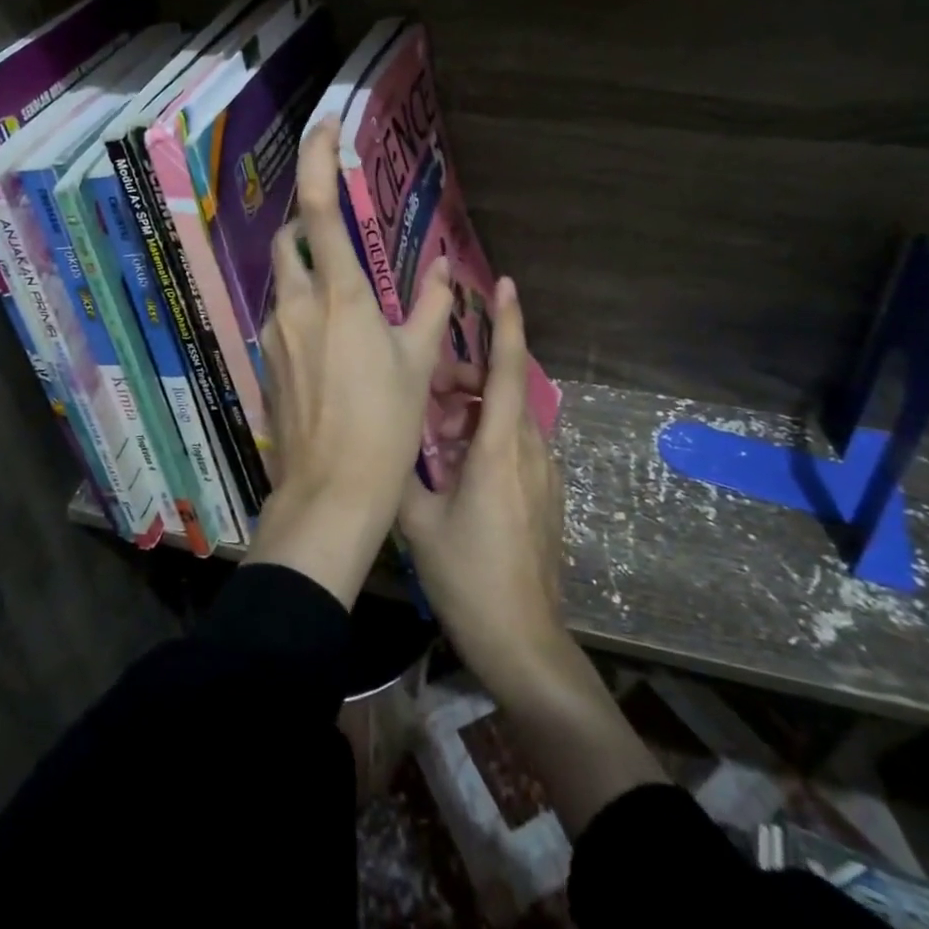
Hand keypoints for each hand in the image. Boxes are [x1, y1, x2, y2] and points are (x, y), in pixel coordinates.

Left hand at [244, 120, 452, 607]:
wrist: (330, 492)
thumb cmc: (384, 425)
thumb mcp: (417, 363)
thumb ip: (431, 309)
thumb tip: (448, 269)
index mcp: (339, 296)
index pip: (318, 209)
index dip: (318, 159)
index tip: (326, 125)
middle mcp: (296, 304)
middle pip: (289, 239)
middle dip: (308, 224)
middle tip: (341, 234)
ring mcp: (274, 333)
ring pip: (284, 280)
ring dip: (308, 271)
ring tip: (345, 298)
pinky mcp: (266, 359)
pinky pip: (282, 315)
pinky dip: (303, 307)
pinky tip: (331, 341)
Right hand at [398, 278, 571, 696]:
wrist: (524, 642)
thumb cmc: (469, 577)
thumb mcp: (419, 523)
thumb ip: (401, 472)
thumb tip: (385, 439)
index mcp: (500, 449)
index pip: (510, 370)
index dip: (507, 323)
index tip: (503, 286)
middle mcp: (529, 451)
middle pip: (505, 389)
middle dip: (468, 375)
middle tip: (427, 390)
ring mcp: (542, 475)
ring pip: (508, 417)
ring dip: (473, 409)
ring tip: (434, 432)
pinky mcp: (544, 495)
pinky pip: (515, 444)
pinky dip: (485, 435)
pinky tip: (455, 465)